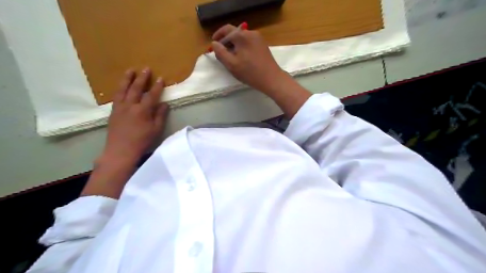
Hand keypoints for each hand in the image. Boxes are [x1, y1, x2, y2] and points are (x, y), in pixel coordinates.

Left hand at [80, 70, 168, 198]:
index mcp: (143, 111)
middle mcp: (130, 106)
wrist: (120, 151)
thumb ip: (160, 115)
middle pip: (136, 88)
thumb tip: (164, 104)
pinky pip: (116, 96)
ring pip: (123, 89)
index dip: (157, 86)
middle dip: (142, 78)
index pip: (151, 95)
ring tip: (130, 70)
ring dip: (127, 79)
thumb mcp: (156, 130)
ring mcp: (120, 108)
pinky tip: (121, 86)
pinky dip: (120, 88)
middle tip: (145, 69)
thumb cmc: (142, 141)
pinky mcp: (113, 111)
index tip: (161, 78)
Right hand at [211, 25, 289, 94]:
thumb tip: (214, 43)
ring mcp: (259, 39)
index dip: (218, 36)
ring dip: (234, 46)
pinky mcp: (263, 45)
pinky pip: (249, 43)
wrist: (272, 79)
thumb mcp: (231, 64)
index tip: (213, 44)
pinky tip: (242, 59)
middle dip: (226, 43)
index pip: (226, 29)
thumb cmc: (250, 73)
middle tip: (221, 54)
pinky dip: (242, 48)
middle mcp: (251, 33)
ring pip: (242, 39)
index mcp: (242, 36)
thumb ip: (220, 52)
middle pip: (234, 34)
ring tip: (231, 58)